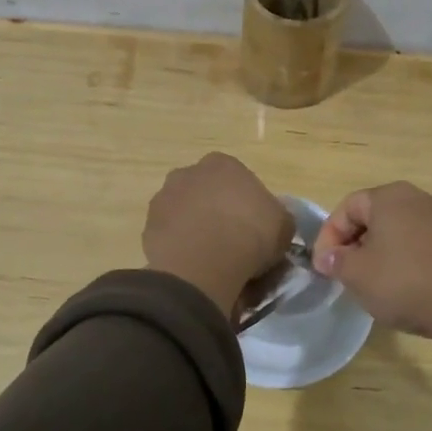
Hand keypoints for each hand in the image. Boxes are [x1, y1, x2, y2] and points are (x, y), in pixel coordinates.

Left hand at [144, 153, 293, 317]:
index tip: (253, 227)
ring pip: (185, 213)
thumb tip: (273, 221)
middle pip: (206, 192)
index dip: (245, 203)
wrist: (205, 263)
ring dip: (194, 228)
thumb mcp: (283, 226)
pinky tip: (193, 266)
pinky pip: (170, 236)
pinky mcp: (148, 226)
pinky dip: (180, 247)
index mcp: (223, 164)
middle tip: (231, 242)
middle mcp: (188, 173)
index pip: (236, 179)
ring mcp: (164, 198)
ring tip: (210, 259)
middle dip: (215, 211)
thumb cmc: (250, 234)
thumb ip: (278, 217)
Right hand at [315, 182, 431, 388]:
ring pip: (395, 231)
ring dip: (376, 253)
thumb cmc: (403, 281)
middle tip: (343, 273)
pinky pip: (416, 244)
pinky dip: (400, 259)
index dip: (329, 236)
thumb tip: (328, 257)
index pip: (347, 208)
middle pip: (372, 216)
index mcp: (388, 196)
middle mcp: (415, 198)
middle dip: (353, 244)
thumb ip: (336, 261)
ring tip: (369, 282)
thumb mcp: (357, 274)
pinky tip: (398, 285)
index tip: (324, 267)